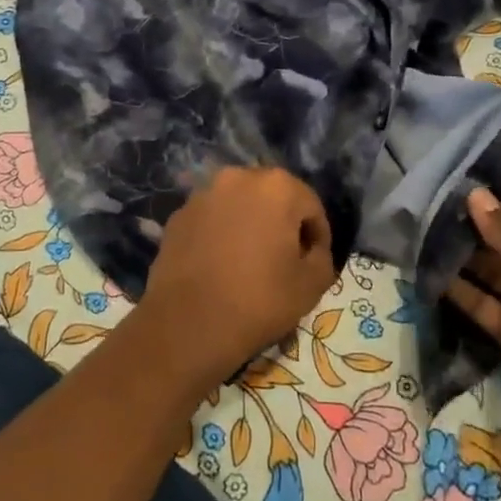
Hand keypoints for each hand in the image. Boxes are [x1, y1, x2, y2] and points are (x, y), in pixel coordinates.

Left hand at [138, 168, 335, 392]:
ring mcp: (203, 194)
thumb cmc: (259, 300)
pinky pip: (212, 219)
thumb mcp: (312, 284)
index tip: (314, 264)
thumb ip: (322, 257)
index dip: (318, 237)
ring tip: (250, 262)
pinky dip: (221, 233)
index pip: (311, 207)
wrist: (188, 323)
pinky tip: (221, 265)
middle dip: (282, 224)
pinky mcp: (179, 215)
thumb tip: (310, 249)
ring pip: (239, 205)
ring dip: (250, 225)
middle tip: (285, 260)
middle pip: (273, 198)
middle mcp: (238, 177)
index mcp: (277, 187)